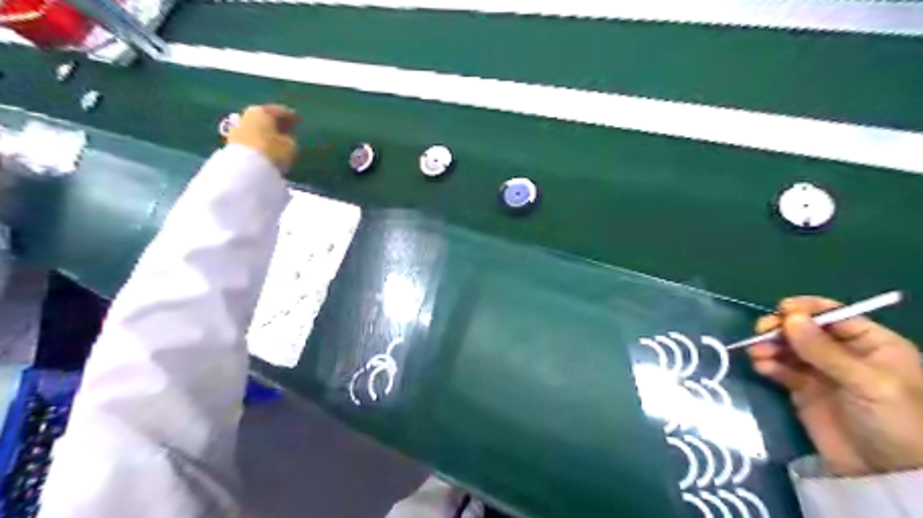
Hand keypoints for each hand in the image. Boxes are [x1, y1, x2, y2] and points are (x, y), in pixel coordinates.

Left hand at [229, 103, 300, 173]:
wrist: (246, 169)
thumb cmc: (272, 152)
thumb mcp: (290, 145)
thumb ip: (289, 138)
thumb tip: (286, 138)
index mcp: (261, 111)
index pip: (279, 111)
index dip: (290, 116)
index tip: (298, 120)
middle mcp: (246, 115)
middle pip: (264, 118)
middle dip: (275, 123)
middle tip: (287, 128)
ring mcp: (236, 128)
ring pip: (256, 128)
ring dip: (266, 133)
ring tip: (277, 140)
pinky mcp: (231, 142)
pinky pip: (250, 138)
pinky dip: (258, 141)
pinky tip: (265, 147)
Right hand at [750, 297, 922, 474]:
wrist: (886, 473)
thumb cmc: (894, 421)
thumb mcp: (866, 382)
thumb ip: (825, 350)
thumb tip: (789, 318)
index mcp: (871, 344)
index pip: (834, 315)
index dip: (807, 310)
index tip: (781, 311)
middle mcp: (843, 353)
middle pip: (805, 329)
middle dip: (781, 328)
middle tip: (761, 332)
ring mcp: (821, 371)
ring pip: (788, 347)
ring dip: (769, 346)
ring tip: (757, 353)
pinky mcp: (802, 389)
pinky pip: (780, 368)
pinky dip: (767, 364)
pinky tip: (760, 366)